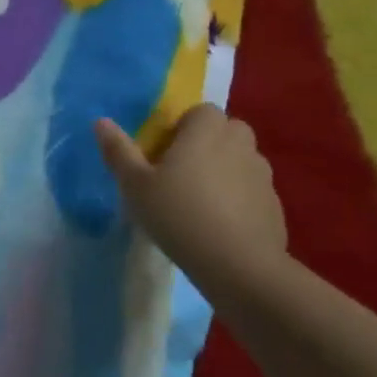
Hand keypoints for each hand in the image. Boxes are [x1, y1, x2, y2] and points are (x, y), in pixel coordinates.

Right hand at [95, 105, 288, 278]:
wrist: (238, 265)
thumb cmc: (178, 215)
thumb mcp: (135, 184)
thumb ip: (118, 150)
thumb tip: (101, 121)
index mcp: (206, 130)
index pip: (200, 111)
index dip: (182, 128)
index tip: (164, 154)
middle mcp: (239, 143)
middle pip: (225, 131)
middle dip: (206, 145)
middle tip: (179, 174)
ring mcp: (262, 174)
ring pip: (240, 160)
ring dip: (223, 170)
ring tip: (199, 202)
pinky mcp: (274, 204)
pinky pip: (251, 190)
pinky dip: (238, 198)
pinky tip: (219, 225)